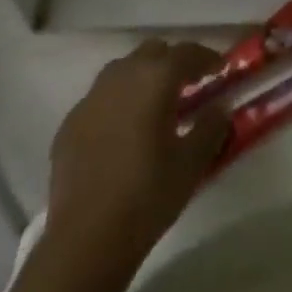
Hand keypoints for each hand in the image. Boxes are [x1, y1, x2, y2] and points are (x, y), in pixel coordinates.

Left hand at [46, 41, 231, 268]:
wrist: (86, 239)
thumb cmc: (148, 196)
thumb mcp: (192, 163)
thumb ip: (211, 127)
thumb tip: (219, 108)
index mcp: (154, 80)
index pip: (186, 53)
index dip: (207, 57)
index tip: (220, 69)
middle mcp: (121, 77)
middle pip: (152, 52)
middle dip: (173, 62)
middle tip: (190, 84)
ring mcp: (90, 99)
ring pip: (123, 70)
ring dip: (143, 77)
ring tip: (156, 104)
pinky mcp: (70, 123)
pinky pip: (101, 98)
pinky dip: (119, 102)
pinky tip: (124, 130)